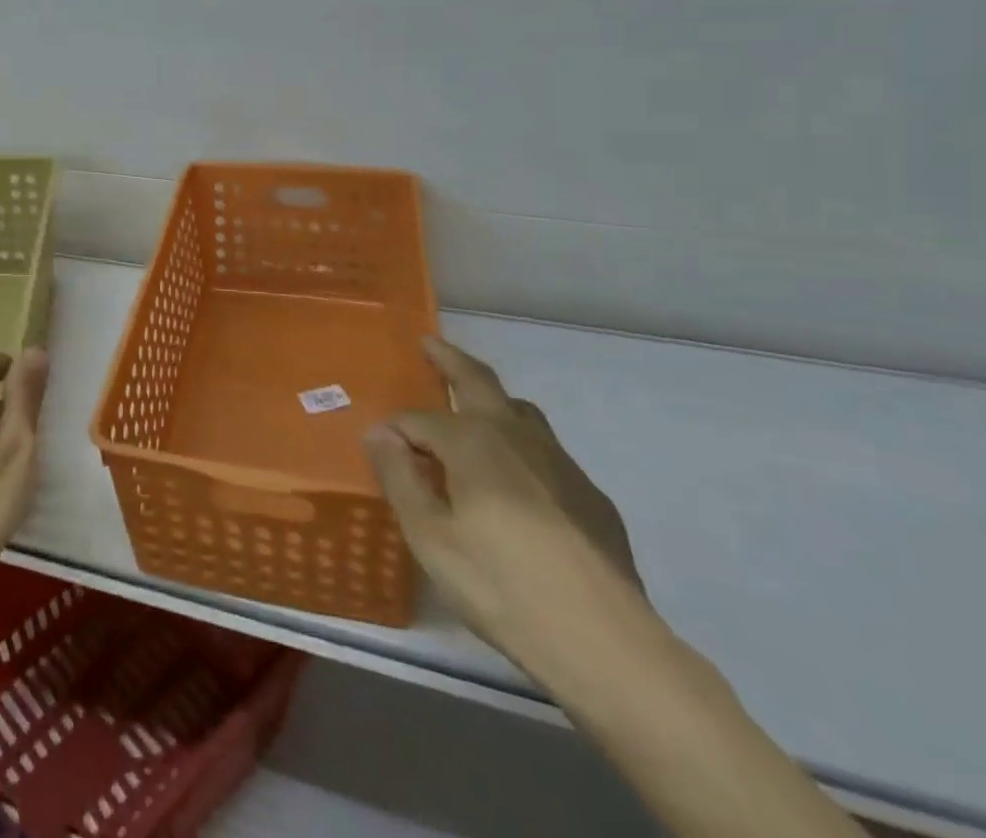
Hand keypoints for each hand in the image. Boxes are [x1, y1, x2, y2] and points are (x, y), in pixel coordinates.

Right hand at [365, 335, 646, 679]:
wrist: (606, 643)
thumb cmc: (501, 585)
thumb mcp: (429, 536)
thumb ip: (399, 477)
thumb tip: (379, 432)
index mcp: (472, 440)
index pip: (417, 420)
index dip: (395, 433)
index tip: (381, 452)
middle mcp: (516, 435)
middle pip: (479, 380)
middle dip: (450, 359)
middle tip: (430, 343)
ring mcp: (560, 462)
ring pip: (519, 411)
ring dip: (490, 400)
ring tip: (472, 410)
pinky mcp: (590, 495)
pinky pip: (544, 451)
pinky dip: (519, 445)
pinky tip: (516, 483)